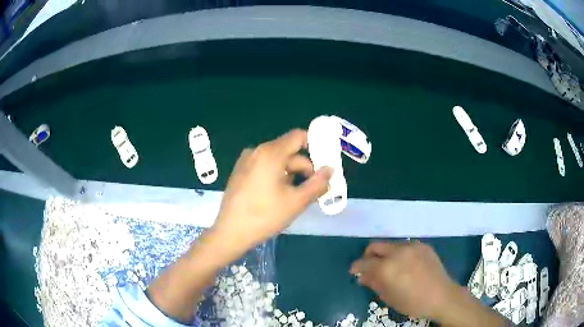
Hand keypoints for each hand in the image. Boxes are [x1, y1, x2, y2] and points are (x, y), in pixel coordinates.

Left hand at [210, 129, 332, 255]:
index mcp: (270, 153)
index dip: (314, 144)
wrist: (230, 233)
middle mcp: (257, 151)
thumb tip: (330, 169)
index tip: (325, 160)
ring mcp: (246, 161)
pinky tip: (279, 195)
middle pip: (288, 150)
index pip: (298, 136)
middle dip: (304, 167)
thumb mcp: (297, 201)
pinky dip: (277, 175)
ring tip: (297, 195)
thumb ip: (317, 183)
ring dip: (291, 174)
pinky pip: (265, 167)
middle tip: (315, 187)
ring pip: (277, 160)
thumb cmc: (265, 216)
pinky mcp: (240, 172)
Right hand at [350, 241, 457, 320]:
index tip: (354, 271)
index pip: (364, 262)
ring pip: (390, 245)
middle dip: (368, 255)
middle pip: (375, 246)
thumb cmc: (412, 302)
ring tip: (390, 267)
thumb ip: (374, 283)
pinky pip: (405, 246)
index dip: (356, 267)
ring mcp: (412, 246)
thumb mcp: (389, 297)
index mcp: (387, 267)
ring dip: (385, 254)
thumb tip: (363, 276)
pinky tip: (405, 265)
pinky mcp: (423, 245)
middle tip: (369, 267)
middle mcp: (398, 252)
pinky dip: (399, 253)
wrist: (441, 296)